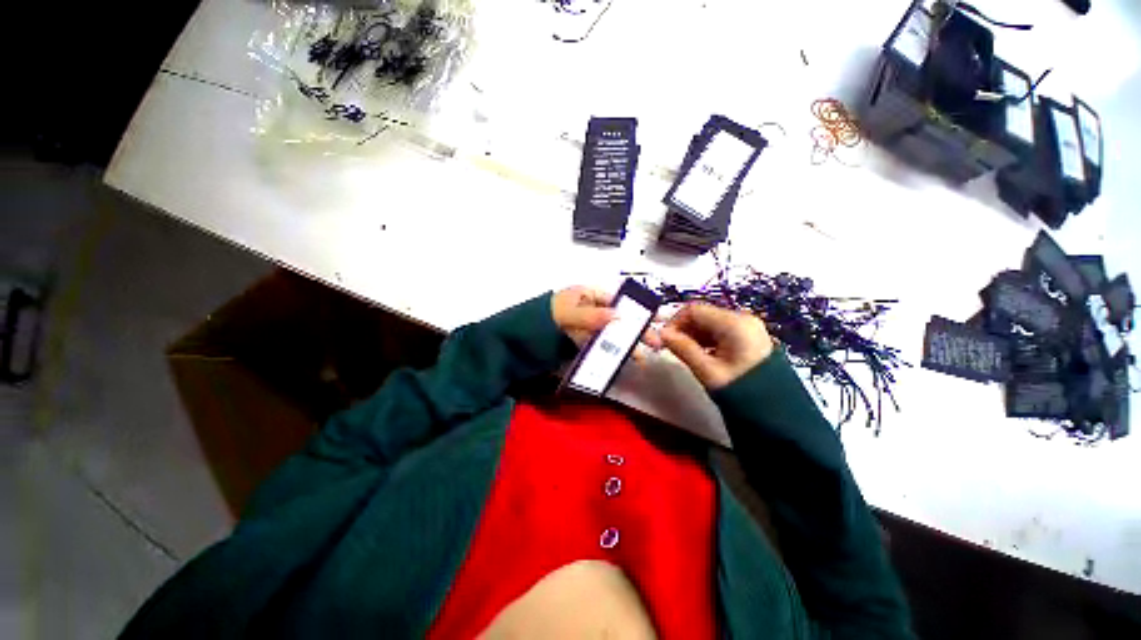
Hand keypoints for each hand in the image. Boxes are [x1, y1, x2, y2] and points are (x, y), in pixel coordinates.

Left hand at [551, 286, 662, 350]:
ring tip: (642, 358)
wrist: (519, 338)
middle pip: (617, 317)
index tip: (653, 320)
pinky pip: (599, 345)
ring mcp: (586, 326)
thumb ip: (591, 316)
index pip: (617, 300)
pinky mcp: (581, 341)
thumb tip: (620, 317)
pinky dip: (611, 352)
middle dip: (636, 329)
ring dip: (626, 344)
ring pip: (611, 333)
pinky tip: (623, 360)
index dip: (635, 310)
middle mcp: (590, 308)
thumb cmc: (543, 318)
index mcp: (587, 294)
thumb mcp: (567, 314)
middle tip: (655, 343)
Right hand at [660, 303, 773, 389]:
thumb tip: (661, 334)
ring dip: (693, 334)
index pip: (693, 310)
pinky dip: (705, 339)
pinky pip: (720, 331)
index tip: (663, 338)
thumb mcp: (707, 370)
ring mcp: (748, 327)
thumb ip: (682, 348)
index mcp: (734, 323)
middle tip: (670, 346)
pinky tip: (699, 353)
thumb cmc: (740, 390)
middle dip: (683, 328)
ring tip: (683, 352)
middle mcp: (742, 318)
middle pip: (702, 314)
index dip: (674, 321)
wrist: (777, 411)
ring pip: (709, 322)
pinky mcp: (749, 336)